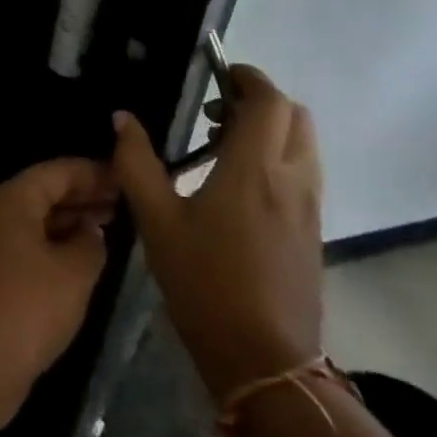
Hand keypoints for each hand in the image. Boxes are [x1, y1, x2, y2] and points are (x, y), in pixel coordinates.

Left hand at [0, 158, 116, 431]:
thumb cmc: (28, 307)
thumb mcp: (74, 273)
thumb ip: (91, 244)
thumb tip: (91, 232)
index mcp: (11, 199)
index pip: (57, 171)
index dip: (92, 172)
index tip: (125, 177)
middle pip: (43, 192)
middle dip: (82, 195)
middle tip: (122, 202)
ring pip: (35, 220)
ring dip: (69, 221)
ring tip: (109, 227)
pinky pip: (26, 244)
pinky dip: (54, 244)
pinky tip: (80, 259)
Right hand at [112, 66, 323, 401]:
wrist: (265, 360)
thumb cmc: (205, 283)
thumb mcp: (156, 221)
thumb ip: (136, 163)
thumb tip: (123, 118)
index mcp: (254, 169)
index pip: (268, 101)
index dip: (246, 78)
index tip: (217, 75)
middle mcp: (292, 179)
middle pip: (294, 115)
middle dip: (259, 101)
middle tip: (215, 113)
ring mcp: (309, 207)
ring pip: (303, 144)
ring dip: (270, 129)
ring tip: (223, 147)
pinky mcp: (313, 231)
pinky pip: (304, 172)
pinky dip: (278, 157)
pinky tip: (239, 186)